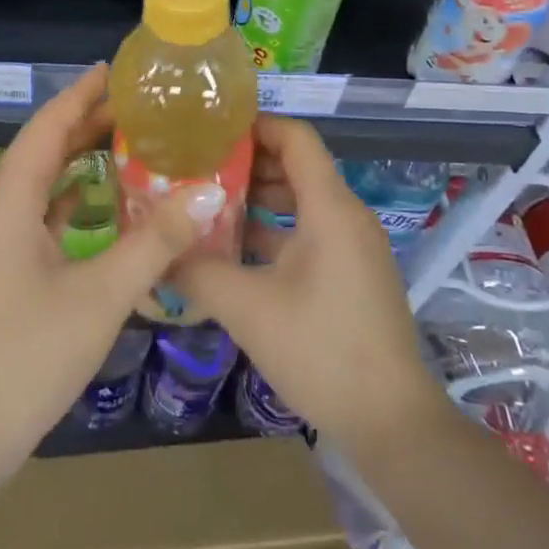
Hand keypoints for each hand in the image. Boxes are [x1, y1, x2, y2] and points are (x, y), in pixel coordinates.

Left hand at [0, 64, 201, 488]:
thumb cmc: (23, 358)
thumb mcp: (99, 297)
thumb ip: (153, 243)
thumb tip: (205, 195)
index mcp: (9, 201)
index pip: (48, 127)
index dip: (81, 95)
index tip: (115, 71)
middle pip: (41, 149)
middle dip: (84, 124)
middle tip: (136, 108)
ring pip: (37, 184)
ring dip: (74, 161)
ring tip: (122, 145)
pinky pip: (34, 217)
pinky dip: (65, 201)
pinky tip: (92, 206)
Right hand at [175, 116, 446, 454]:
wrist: (391, 422)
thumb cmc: (321, 351)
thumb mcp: (248, 308)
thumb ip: (198, 271)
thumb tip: (157, 250)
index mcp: (330, 208)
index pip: (295, 137)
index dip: (255, 126)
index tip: (210, 132)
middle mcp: (347, 216)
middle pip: (296, 166)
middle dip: (247, 164)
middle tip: (198, 169)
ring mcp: (353, 246)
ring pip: (302, 201)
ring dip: (258, 199)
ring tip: (208, 206)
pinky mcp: (352, 274)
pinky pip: (310, 232)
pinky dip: (275, 230)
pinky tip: (236, 250)